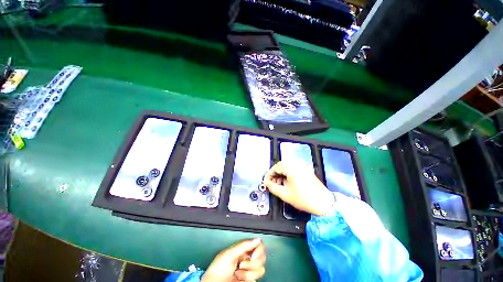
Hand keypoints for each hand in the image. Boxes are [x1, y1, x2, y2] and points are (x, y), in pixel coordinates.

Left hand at [201, 238, 265, 281]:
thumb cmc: (218, 268)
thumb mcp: (230, 253)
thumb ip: (244, 245)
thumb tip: (258, 239)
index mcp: (243, 250)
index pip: (258, 245)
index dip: (258, 249)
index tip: (252, 254)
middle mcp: (248, 259)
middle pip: (262, 257)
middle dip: (253, 262)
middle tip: (242, 264)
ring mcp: (249, 271)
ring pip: (261, 268)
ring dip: (249, 272)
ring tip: (238, 272)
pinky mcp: (250, 280)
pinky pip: (257, 278)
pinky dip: (248, 278)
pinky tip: (239, 278)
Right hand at [264, 161, 334, 215]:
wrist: (324, 203)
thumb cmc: (305, 199)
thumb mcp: (285, 194)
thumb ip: (273, 188)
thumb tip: (267, 184)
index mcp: (291, 168)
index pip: (275, 167)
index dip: (269, 174)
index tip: (266, 181)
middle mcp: (297, 164)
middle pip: (280, 166)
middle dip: (274, 174)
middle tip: (271, 183)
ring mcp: (302, 166)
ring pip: (286, 167)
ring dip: (280, 174)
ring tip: (279, 184)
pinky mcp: (305, 169)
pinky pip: (292, 168)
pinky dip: (287, 174)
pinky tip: (286, 182)